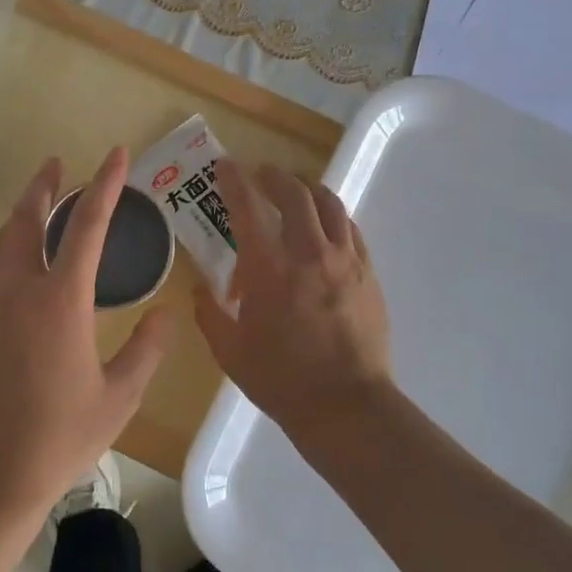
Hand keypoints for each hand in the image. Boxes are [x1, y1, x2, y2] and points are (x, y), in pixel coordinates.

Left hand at [0, 147, 169, 524]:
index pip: (85, 225)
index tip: (115, 154)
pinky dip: (8, 248)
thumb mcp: (118, 398)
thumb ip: (146, 350)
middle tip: (57, 165)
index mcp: (59, 301)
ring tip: (39, 204)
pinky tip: (21, 264)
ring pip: (1, 242)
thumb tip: (165, 314)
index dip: (103, 184)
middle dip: (44, 186)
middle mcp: (17, 290)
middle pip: (27, 219)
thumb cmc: (57, 438)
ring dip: (21, 215)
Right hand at [192, 159, 393, 440]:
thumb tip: (203, 289)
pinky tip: (325, 227)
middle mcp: (310, 253)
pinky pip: (350, 229)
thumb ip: (210, 313)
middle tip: (259, 175)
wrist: (346, 407)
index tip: (225, 165)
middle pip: (294, 193)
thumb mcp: (229, 351)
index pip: (248, 207)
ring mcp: (345, 261)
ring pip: (329, 204)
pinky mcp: (368, 274)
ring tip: (295, 191)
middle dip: (273, 176)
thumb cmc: (281, 380)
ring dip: (307, 189)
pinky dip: (333, 217)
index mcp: (270, 268)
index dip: (233, 180)